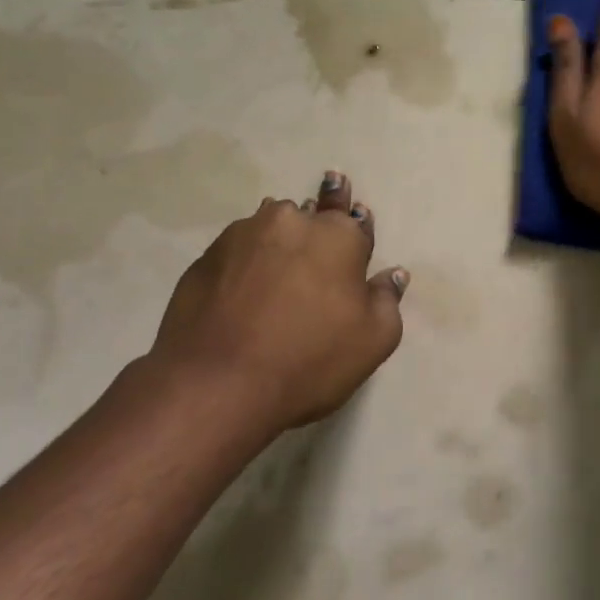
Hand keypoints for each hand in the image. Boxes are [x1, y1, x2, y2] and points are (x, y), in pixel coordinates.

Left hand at [151, 172, 407, 429]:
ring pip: (271, 227)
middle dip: (318, 220)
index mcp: (340, 236)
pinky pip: (237, 250)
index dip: (358, 225)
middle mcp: (293, 222)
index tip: (356, 217)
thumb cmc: (308, 360)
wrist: (215, 385)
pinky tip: (243, 285)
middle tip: (317, 221)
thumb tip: (392, 274)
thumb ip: (386, 300)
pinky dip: (244, 262)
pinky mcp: (207, 257)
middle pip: (312, 214)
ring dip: (279, 240)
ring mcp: (244, 235)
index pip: (357, 220)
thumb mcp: (373, 341)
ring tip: (277, 260)